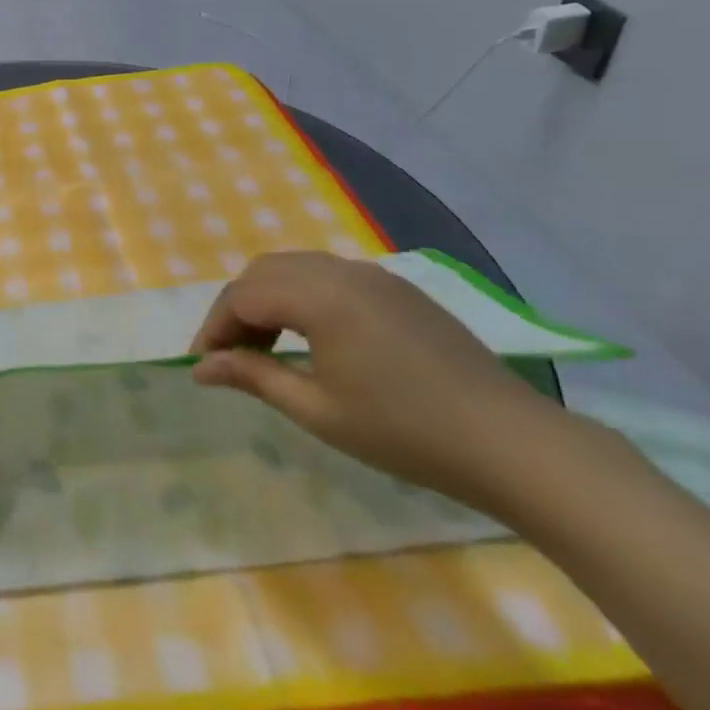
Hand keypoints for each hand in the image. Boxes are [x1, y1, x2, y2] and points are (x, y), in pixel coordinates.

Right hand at [190, 251, 566, 507]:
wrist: (509, 441)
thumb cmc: (404, 431)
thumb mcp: (317, 410)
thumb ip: (253, 377)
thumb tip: (201, 368)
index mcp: (319, 296)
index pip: (243, 296)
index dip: (215, 328)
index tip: (202, 365)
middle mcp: (341, 271)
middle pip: (264, 271)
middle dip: (237, 308)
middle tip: (230, 355)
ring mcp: (374, 275)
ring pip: (296, 268)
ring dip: (268, 299)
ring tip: (265, 347)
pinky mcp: (397, 289)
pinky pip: (329, 276)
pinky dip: (302, 296)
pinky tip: (311, 337)